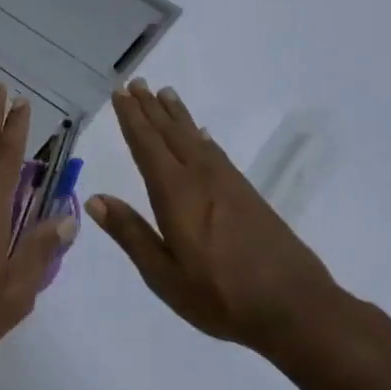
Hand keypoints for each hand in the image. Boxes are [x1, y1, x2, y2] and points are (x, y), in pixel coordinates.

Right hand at [87, 80, 347, 362]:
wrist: (295, 307)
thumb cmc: (220, 297)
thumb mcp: (164, 275)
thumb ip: (131, 234)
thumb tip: (96, 199)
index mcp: (175, 194)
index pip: (147, 145)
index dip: (132, 118)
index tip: (120, 92)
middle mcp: (200, 177)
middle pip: (171, 134)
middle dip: (151, 108)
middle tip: (137, 82)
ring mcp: (228, 183)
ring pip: (195, 138)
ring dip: (177, 116)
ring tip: (165, 94)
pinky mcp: (248, 194)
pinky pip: (217, 152)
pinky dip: (203, 138)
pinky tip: (202, 134)